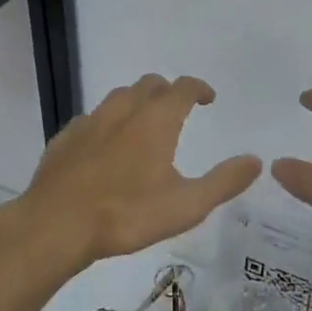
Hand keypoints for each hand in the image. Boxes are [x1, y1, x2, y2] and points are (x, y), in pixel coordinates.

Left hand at [1, 75, 261, 270]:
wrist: (56, 226)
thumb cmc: (127, 215)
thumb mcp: (186, 205)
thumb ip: (224, 182)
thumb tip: (256, 161)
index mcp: (156, 120)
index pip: (183, 88)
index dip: (199, 88)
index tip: (208, 98)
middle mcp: (123, 111)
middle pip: (149, 84)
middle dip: (168, 91)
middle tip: (178, 109)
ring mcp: (90, 123)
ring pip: (118, 97)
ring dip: (136, 102)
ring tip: (143, 124)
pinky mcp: (64, 139)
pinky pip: (91, 119)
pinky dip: (106, 123)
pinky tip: (105, 146)